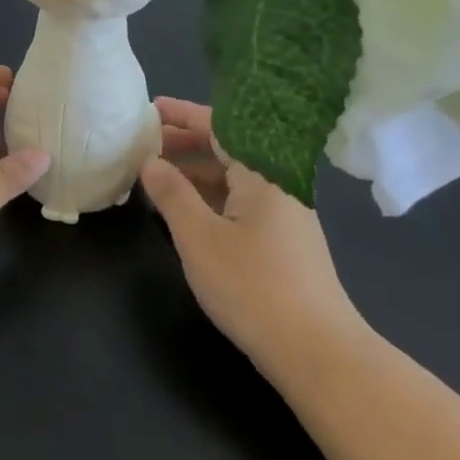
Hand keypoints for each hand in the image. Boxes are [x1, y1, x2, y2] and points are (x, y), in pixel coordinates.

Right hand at [141, 98, 370, 384]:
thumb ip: (172, 194)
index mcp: (262, 174)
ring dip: (194, 171)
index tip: (150, 108)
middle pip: (228, 149)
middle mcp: (277, 185)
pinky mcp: (282, 241)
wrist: (316, 350)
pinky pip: (239, 202)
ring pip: (233, 178)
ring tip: (154, 173)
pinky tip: (183, 209)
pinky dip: (208, 196)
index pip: (220, 127)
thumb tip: (150, 161)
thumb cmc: (252, 286)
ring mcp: (283, 214)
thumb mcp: (199, 237)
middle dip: (185, 142)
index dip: (183, 115)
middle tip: (143, 142)